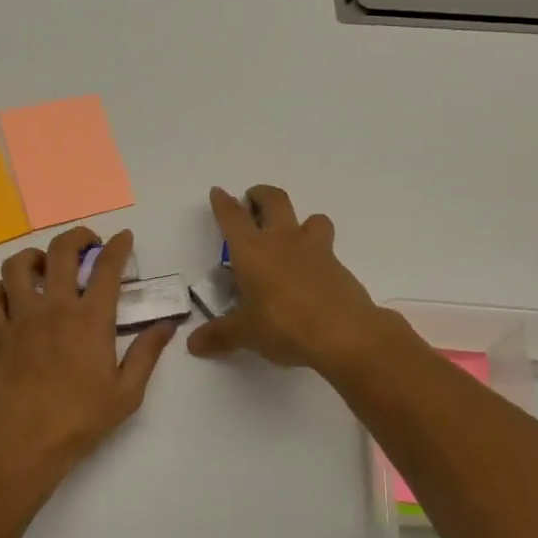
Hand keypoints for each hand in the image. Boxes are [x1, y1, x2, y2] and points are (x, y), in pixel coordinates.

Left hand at [0, 227, 177, 493]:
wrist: (24, 444)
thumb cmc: (80, 420)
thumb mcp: (127, 392)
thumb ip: (147, 353)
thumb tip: (166, 325)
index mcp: (91, 319)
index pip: (107, 268)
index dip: (119, 247)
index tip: (124, 238)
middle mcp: (54, 308)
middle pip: (60, 252)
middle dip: (77, 237)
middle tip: (88, 244)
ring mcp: (20, 318)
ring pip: (17, 266)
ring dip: (34, 256)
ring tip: (45, 265)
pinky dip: (0, 289)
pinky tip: (12, 296)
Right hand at [187, 186, 387, 372]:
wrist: (343, 333)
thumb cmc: (284, 325)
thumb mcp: (247, 334)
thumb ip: (220, 335)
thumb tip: (194, 344)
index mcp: (252, 251)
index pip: (233, 217)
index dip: (224, 203)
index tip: (219, 192)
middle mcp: (283, 241)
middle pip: (274, 200)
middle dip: (261, 195)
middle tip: (253, 199)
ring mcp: (315, 250)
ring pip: (311, 217)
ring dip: (301, 220)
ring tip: (294, 234)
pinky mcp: (338, 265)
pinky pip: (327, 248)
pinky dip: (318, 252)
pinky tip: (313, 273)